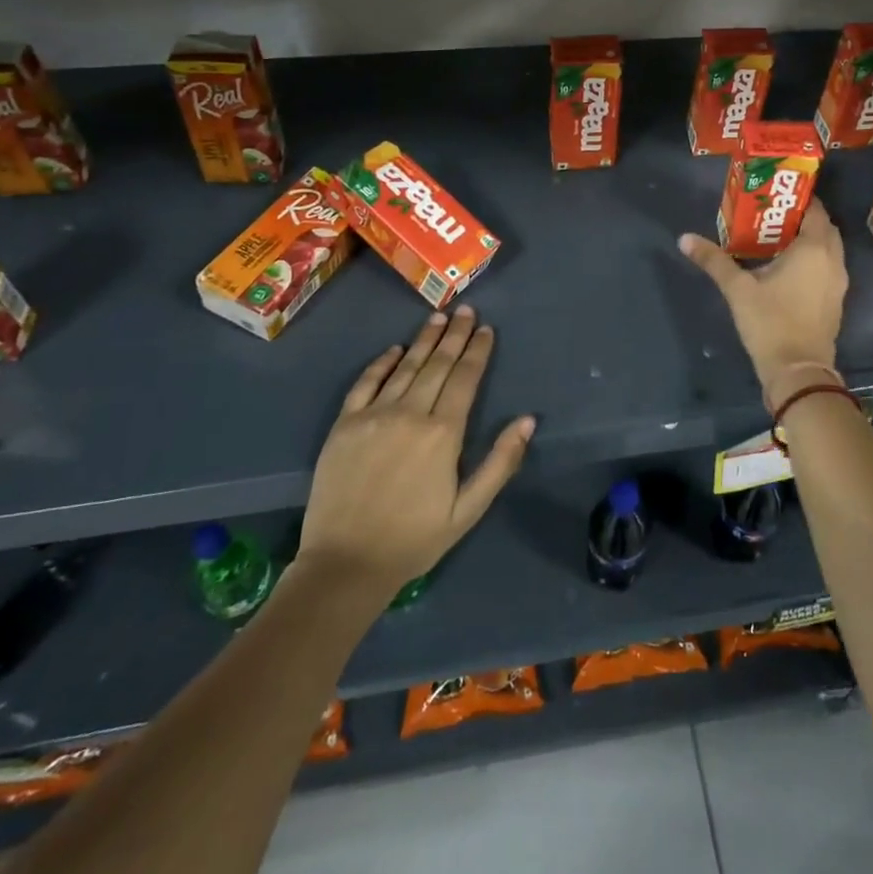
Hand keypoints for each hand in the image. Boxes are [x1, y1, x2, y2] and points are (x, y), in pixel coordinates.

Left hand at [297, 306, 534, 595]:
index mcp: (444, 433)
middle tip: (465, 310)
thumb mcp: (469, 510)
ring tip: (438, 317)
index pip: (466, 378)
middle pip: (438, 365)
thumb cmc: (415, 539)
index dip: (478, 351)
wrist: (345, 564)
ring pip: (406, 367)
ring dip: (424, 340)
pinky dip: (382, 363)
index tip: (486, 328)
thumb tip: (527, 421)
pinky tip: (395, 349)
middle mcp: (411, 413)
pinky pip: (366, 382)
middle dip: (455, 335)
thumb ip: (500, 462)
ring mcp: (374, 415)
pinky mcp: (345, 424)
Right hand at [678, 202, 848, 413]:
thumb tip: (684, 238)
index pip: (814, 210)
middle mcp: (833, 260)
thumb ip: (713, 260)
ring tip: (776, 239)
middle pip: (823, 228)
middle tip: (772, 216)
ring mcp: (838, 282)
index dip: (798, 199)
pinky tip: (787, 267)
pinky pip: (828, 267)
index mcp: (814, 248)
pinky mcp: (835, 300)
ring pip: (828, 249)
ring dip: (809, 240)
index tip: (773, 197)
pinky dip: (814, 260)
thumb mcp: (737, 289)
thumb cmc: (770, 322)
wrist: (798, 371)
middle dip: (802, 218)